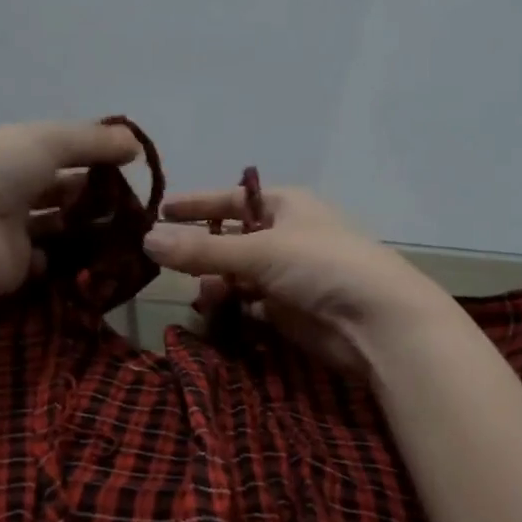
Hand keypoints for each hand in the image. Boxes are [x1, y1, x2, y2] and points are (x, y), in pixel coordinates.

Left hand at [0, 120, 140, 298]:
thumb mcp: (46, 140)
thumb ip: (92, 141)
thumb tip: (135, 145)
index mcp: (5, 153)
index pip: (53, 151)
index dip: (88, 156)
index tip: (126, 164)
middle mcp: (4, 190)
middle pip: (55, 191)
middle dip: (90, 195)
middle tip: (129, 202)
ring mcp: (9, 231)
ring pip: (55, 227)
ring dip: (85, 227)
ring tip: (125, 229)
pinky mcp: (16, 267)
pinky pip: (50, 262)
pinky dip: (71, 259)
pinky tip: (100, 254)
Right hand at [142, 186, 458, 373]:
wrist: (376, 322)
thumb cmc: (321, 266)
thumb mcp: (258, 251)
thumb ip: (201, 250)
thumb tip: (145, 240)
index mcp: (286, 205)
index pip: (232, 199)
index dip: (197, 205)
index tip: (160, 210)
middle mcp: (286, 236)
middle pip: (232, 239)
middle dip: (200, 250)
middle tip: (161, 261)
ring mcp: (289, 275)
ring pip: (238, 275)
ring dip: (214, 282)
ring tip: (194, 295)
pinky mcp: (289, 310)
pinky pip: (249, 304)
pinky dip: (230, 307)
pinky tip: (212, 313)